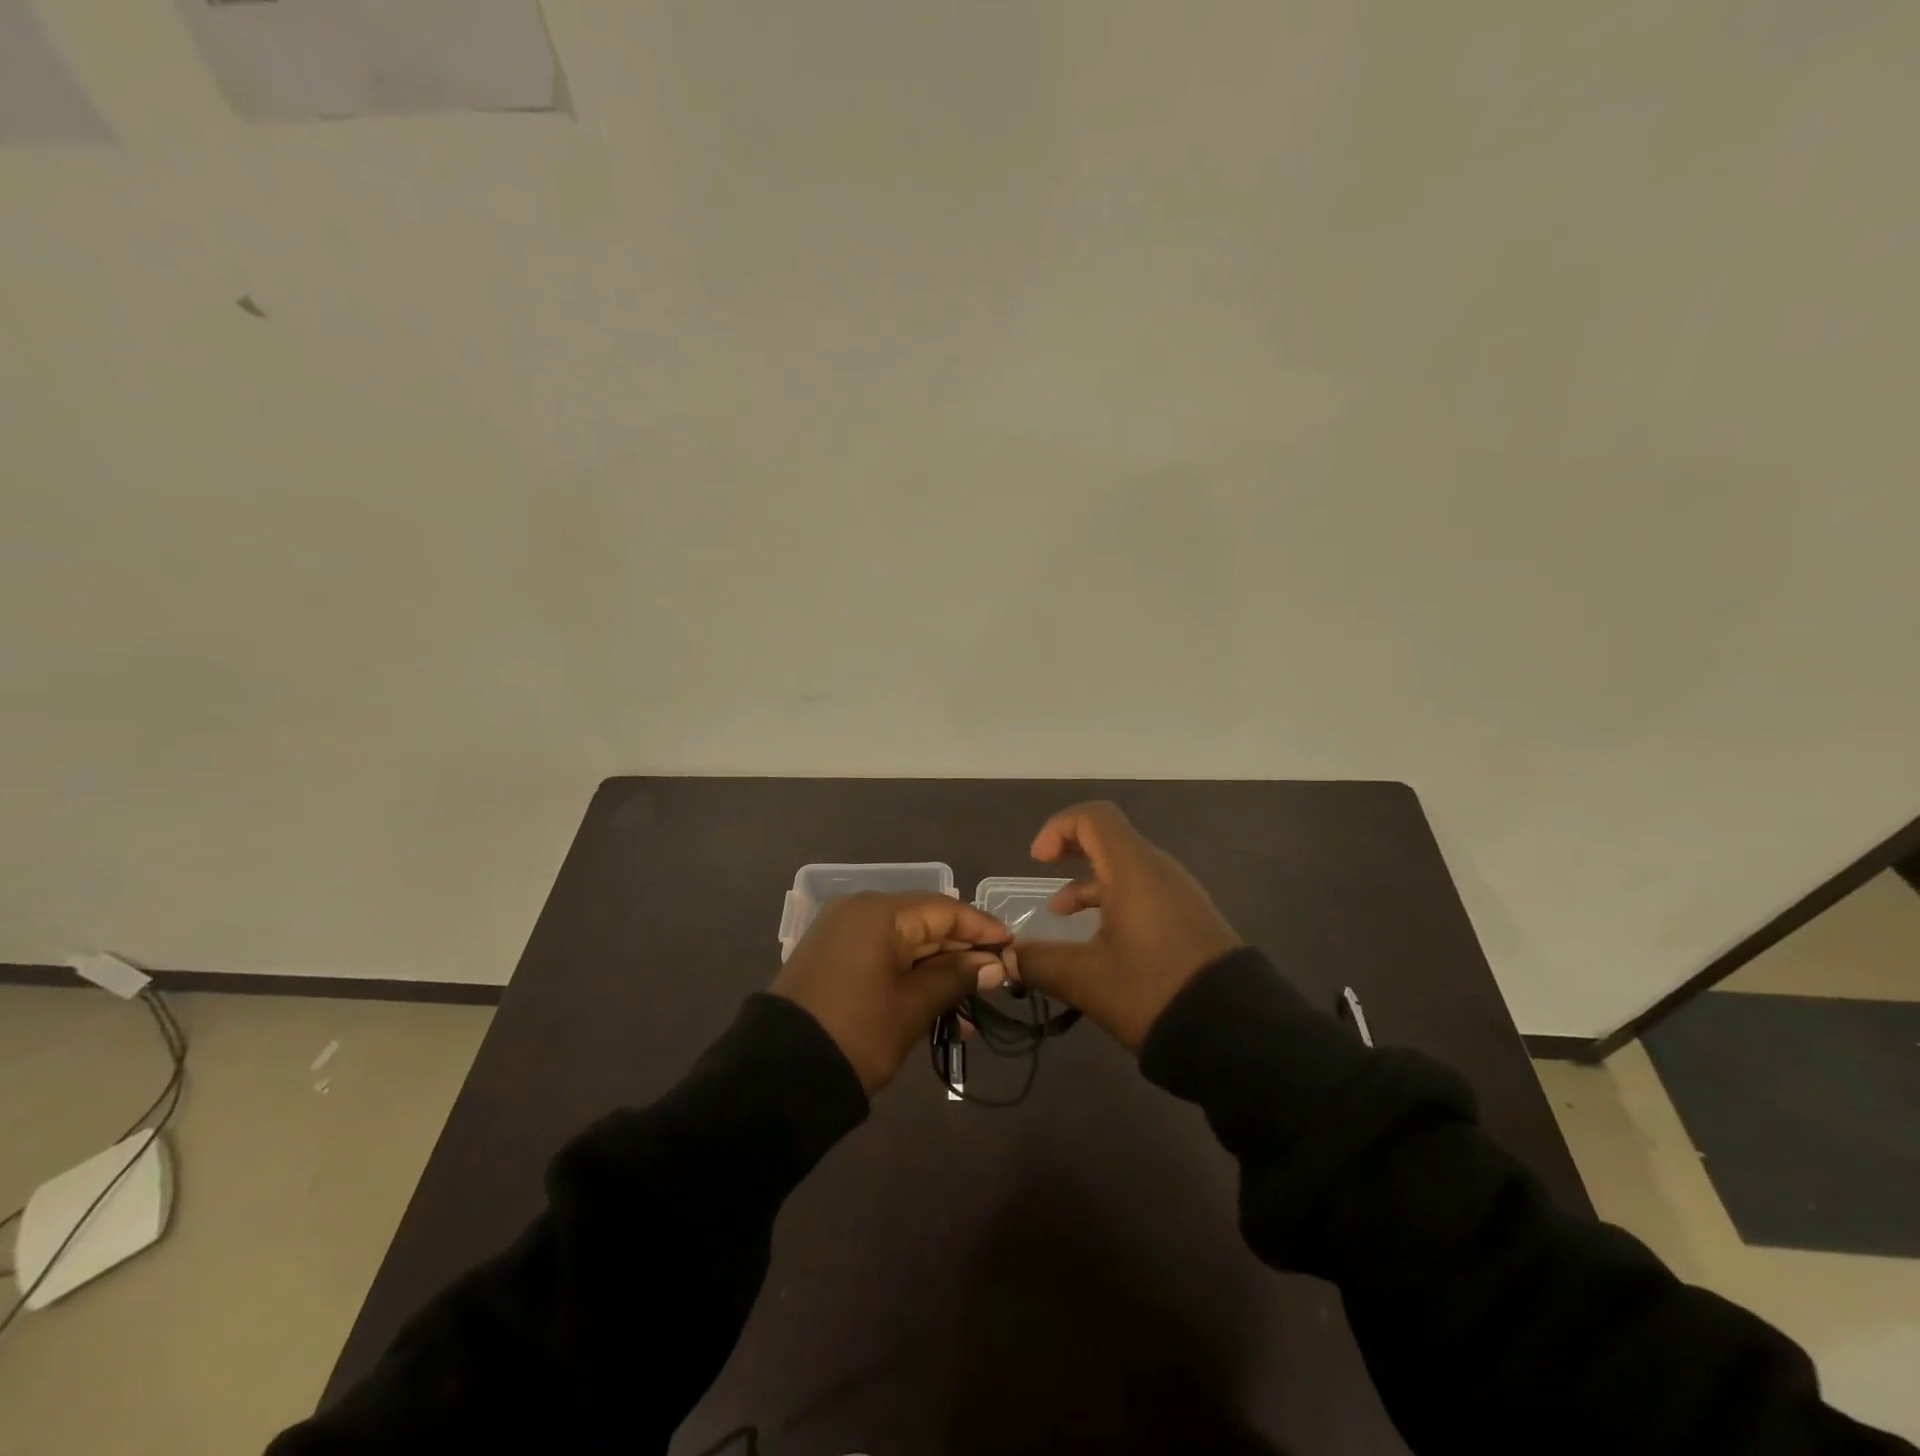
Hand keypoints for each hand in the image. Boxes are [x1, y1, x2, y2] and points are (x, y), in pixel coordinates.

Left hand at [770, 892, 1010, 1092]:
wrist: (778, 1075)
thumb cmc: (857, 1032)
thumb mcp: (913, 1006)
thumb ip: (956, 977)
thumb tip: (994, 964)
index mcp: (879, 912)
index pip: (944, 909)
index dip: (981, 928)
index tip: (1012, 947)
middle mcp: (859, 911)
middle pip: (924, 923)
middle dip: (961, 953)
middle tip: (996, 979)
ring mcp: (842, 933)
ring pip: (905, 944)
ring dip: (937, 970)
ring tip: (972, 1005)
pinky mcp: (833, 958)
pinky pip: (883, 957)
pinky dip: (910, 976)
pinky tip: (938, 1007)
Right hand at [1010, 802, 1241, 1050]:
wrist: (1236, 1032)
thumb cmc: (1152, 990)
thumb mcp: (1086, 979)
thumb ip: (1040, 963)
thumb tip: (1008, 958)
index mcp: (1134, 869)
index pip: (1094, 817)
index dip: (1059, 827)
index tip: (1038, 861)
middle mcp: (1158, 871)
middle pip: (1110, 839)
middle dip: (1071, 851)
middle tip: (1044, 871)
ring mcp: (1179, 895)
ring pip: (1126, 870)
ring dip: (1090, 884)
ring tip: (1061, 916)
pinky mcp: (1190, 919)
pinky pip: (1144, 893)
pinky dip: (1114, 902)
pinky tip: (1099, 942)